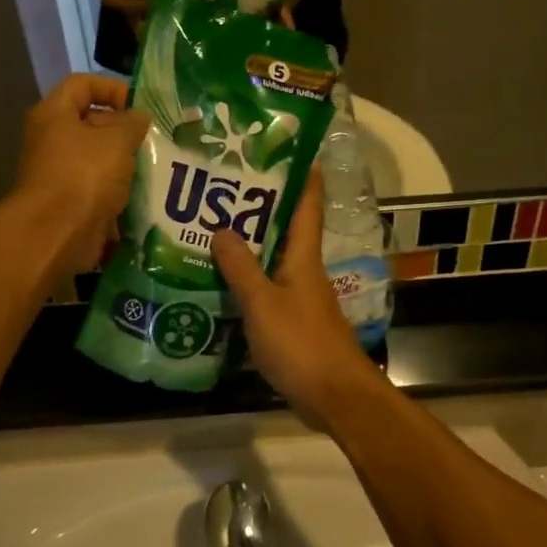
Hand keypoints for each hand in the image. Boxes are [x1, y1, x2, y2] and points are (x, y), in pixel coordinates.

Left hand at [12, 75, 150, 278]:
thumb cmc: (85, 175)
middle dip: (124, 129)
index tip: (140, 105)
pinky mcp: (69, 201)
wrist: (56, 233)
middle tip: (154, 139)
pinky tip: (143, 194)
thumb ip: (133, 123)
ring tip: (154, 166)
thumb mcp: (117, 140)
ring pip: (97, 157)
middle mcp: (51, 139)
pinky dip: (118, 189)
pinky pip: (98, 186)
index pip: (83, 84)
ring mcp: (59, 172)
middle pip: (91, 122)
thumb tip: (139, 118)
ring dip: (124, 162)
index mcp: (54, 114)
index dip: (112, 88)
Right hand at [212, 172, 378, 420]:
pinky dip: (248, 283)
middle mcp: (305, 272)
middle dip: (260, 210)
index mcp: (303, 258)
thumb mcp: (263, 303)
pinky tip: (221, 286)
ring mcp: (301, 299)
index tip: (293, 150)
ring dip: (250, 248)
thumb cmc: (301, 343)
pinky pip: (268, 292)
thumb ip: (241, 267)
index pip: (307, 207)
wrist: (334, 396)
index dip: (303, 178)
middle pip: (285, 232)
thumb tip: (222, 229)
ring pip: (274, 262)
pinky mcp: (294, 325)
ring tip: (212, 232)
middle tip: (224, 190)